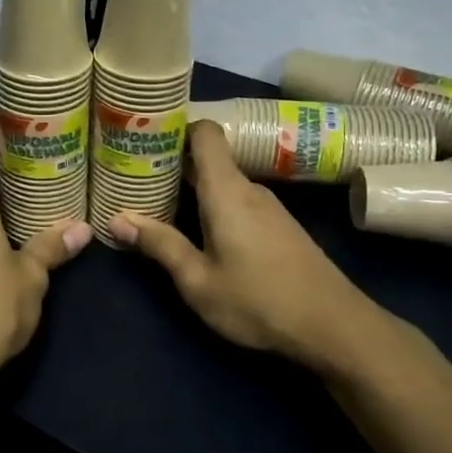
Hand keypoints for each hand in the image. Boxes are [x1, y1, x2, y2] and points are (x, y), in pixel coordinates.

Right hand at [109, 120, 396, 374]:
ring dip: (193, 187)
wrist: (334, 326)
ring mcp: (269, 207)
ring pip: (223, 182)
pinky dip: (214, 204)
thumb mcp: (198, 281)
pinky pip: (238, 201)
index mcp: (226, 191)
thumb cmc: (258, 301)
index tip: (144, 136)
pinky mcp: (280, 226)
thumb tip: (117, 219)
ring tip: (158, 201)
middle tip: (135, 174)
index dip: (176, 126)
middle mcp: (249, 188)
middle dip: (173, 162)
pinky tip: (199, 229)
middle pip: (209, 158)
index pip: (205, 133)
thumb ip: (160, 245)